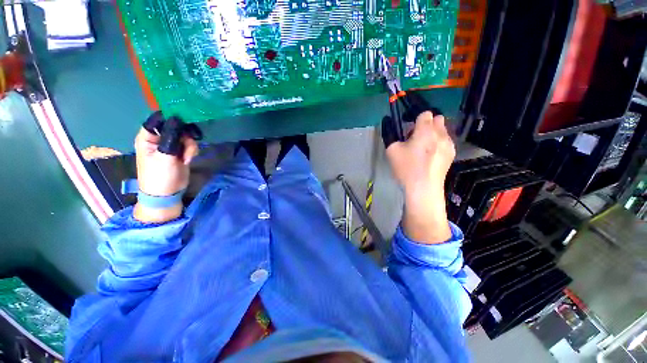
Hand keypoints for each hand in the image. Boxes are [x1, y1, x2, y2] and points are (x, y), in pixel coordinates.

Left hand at [133, 127, 197, 222]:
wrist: (167, 194)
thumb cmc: (159, 176)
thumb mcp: (164, 156)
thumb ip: (171, 137)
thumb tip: (177, 119)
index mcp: (147, 137)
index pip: (158, 119)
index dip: (171, 118)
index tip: (186, 120)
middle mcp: (158, 138)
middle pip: (175, 127)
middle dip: (185, 135)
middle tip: (189, 143)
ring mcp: (170, 145)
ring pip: (185, 136)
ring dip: (190, 145)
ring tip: (187, 158)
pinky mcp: (180, 152)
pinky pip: (189, 145)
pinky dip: (192, 151)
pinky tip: (189, 160)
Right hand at [386, 112, 454, 243]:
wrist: (423, 188)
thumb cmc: (407, 168)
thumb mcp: (392, 151)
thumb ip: (390, 134)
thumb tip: (390, 124)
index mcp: (425, 130)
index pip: (425, 113)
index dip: (416, 119)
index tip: (409, 131)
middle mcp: (440, 133)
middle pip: (437, 118)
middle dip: (427, 124)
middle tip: (416, 138)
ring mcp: (449, 144)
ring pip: (443, 130)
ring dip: (433, 134)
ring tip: (424, 149)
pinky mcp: (452, 154)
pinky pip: (446, 141)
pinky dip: (439, 144)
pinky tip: (431, 157)